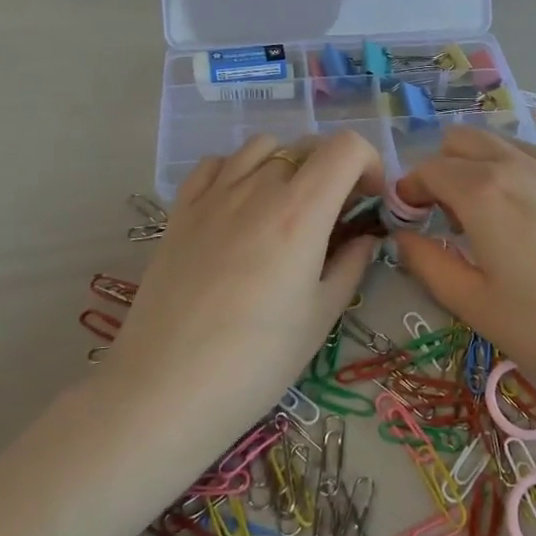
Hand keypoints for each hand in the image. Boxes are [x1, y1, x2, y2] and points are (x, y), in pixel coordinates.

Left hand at [106, 132, 382, 437]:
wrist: (166, 389)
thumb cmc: (257, 361)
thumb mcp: (320, 316)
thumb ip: (350, 265)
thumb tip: (365, 238)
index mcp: (301, 211)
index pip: (346, 147)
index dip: (369, 163)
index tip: (369, 200)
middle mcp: (258, 188)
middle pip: (308, 146)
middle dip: (334, 170)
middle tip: (335, 214)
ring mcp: (214, 195)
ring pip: (262, 147)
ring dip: (287, 165)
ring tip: (286, 207)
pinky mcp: (180, 210)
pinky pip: (216, 163)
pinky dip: (238, 170)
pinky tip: (239, 206)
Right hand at [392, 109, 535, 420]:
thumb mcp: (477, 307)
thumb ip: (430, 266)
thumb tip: (402, 237)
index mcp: (482, 194)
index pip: (431, 170)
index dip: (412, 188)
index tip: (410, 217)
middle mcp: (519, 167)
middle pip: (465, 143)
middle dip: (443, 169)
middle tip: (446, 216)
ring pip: (509, 140)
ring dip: (484, 161)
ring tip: (487, 204)